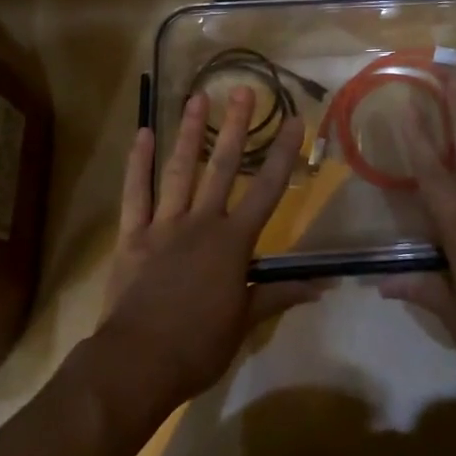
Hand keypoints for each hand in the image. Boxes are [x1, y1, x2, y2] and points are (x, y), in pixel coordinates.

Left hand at [97, 87, 318, 410]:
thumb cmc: (198, 346)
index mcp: (233, 242)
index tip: (295, 120)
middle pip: (223, 167)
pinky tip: (141, 135)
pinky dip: (137, 164)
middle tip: (243, 91)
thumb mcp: (245, 323)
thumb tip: (323, 284)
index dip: (283, 154)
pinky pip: (135, 194)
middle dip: (236, 127)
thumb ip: (280, 294)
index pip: (267, 190)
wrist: (136, 363)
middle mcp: (201, 223)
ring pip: (179, 170)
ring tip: (196, 98)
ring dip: (189, 133)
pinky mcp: (132, 235)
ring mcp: (164, 225)